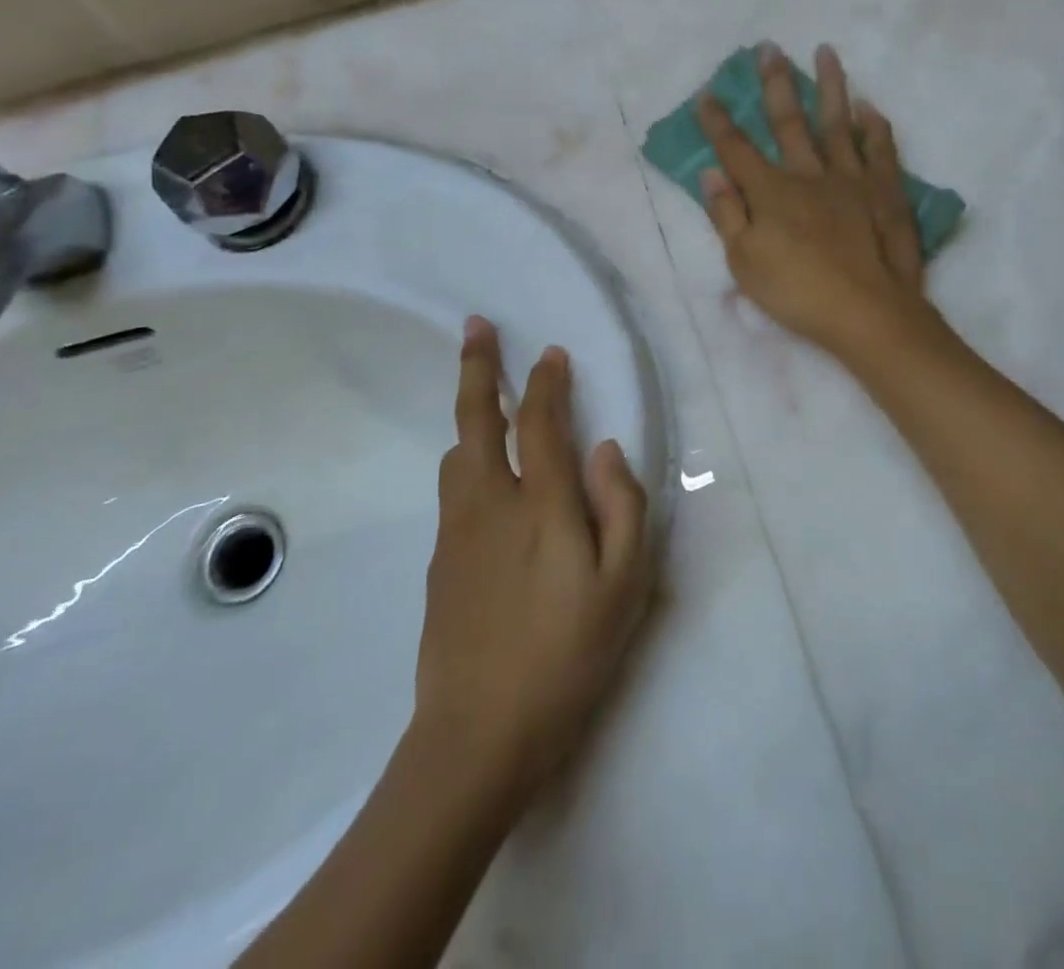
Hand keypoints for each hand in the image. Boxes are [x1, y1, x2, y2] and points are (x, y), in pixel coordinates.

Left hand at [415, 317, 653, 801]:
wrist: (478, 736)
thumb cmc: (567, 657)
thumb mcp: (623, 588)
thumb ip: (621, 508)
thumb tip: (605, 448)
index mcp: (541, 506)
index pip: (542, 423)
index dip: (547, 382)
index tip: (551, 353)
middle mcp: (491, 504)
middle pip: (478, 420)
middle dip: (478, 368)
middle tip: (475, 326)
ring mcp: (457, 533)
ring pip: (456, 454)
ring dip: (468, 416)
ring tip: (482, 397)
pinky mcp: (440, 563)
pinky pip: (454, 492)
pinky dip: (467, 462)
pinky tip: (483, 481)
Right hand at [697, 43, 934, 361]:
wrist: (866, 311)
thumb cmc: (797, 292)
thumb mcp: (745, 262)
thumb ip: (727, 215)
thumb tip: (711, 173)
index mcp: (771, 192)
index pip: (736, 149)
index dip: (718, 121)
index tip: (708, 93)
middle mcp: (809, 174)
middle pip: (788, 121)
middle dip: (774, 83)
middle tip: (769, 47)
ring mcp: (851, 178)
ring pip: (837, 122)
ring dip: (830, 86)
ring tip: (826, 51)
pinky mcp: (885, 190)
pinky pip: (880, 149)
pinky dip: (874, 127)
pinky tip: (870, 108)